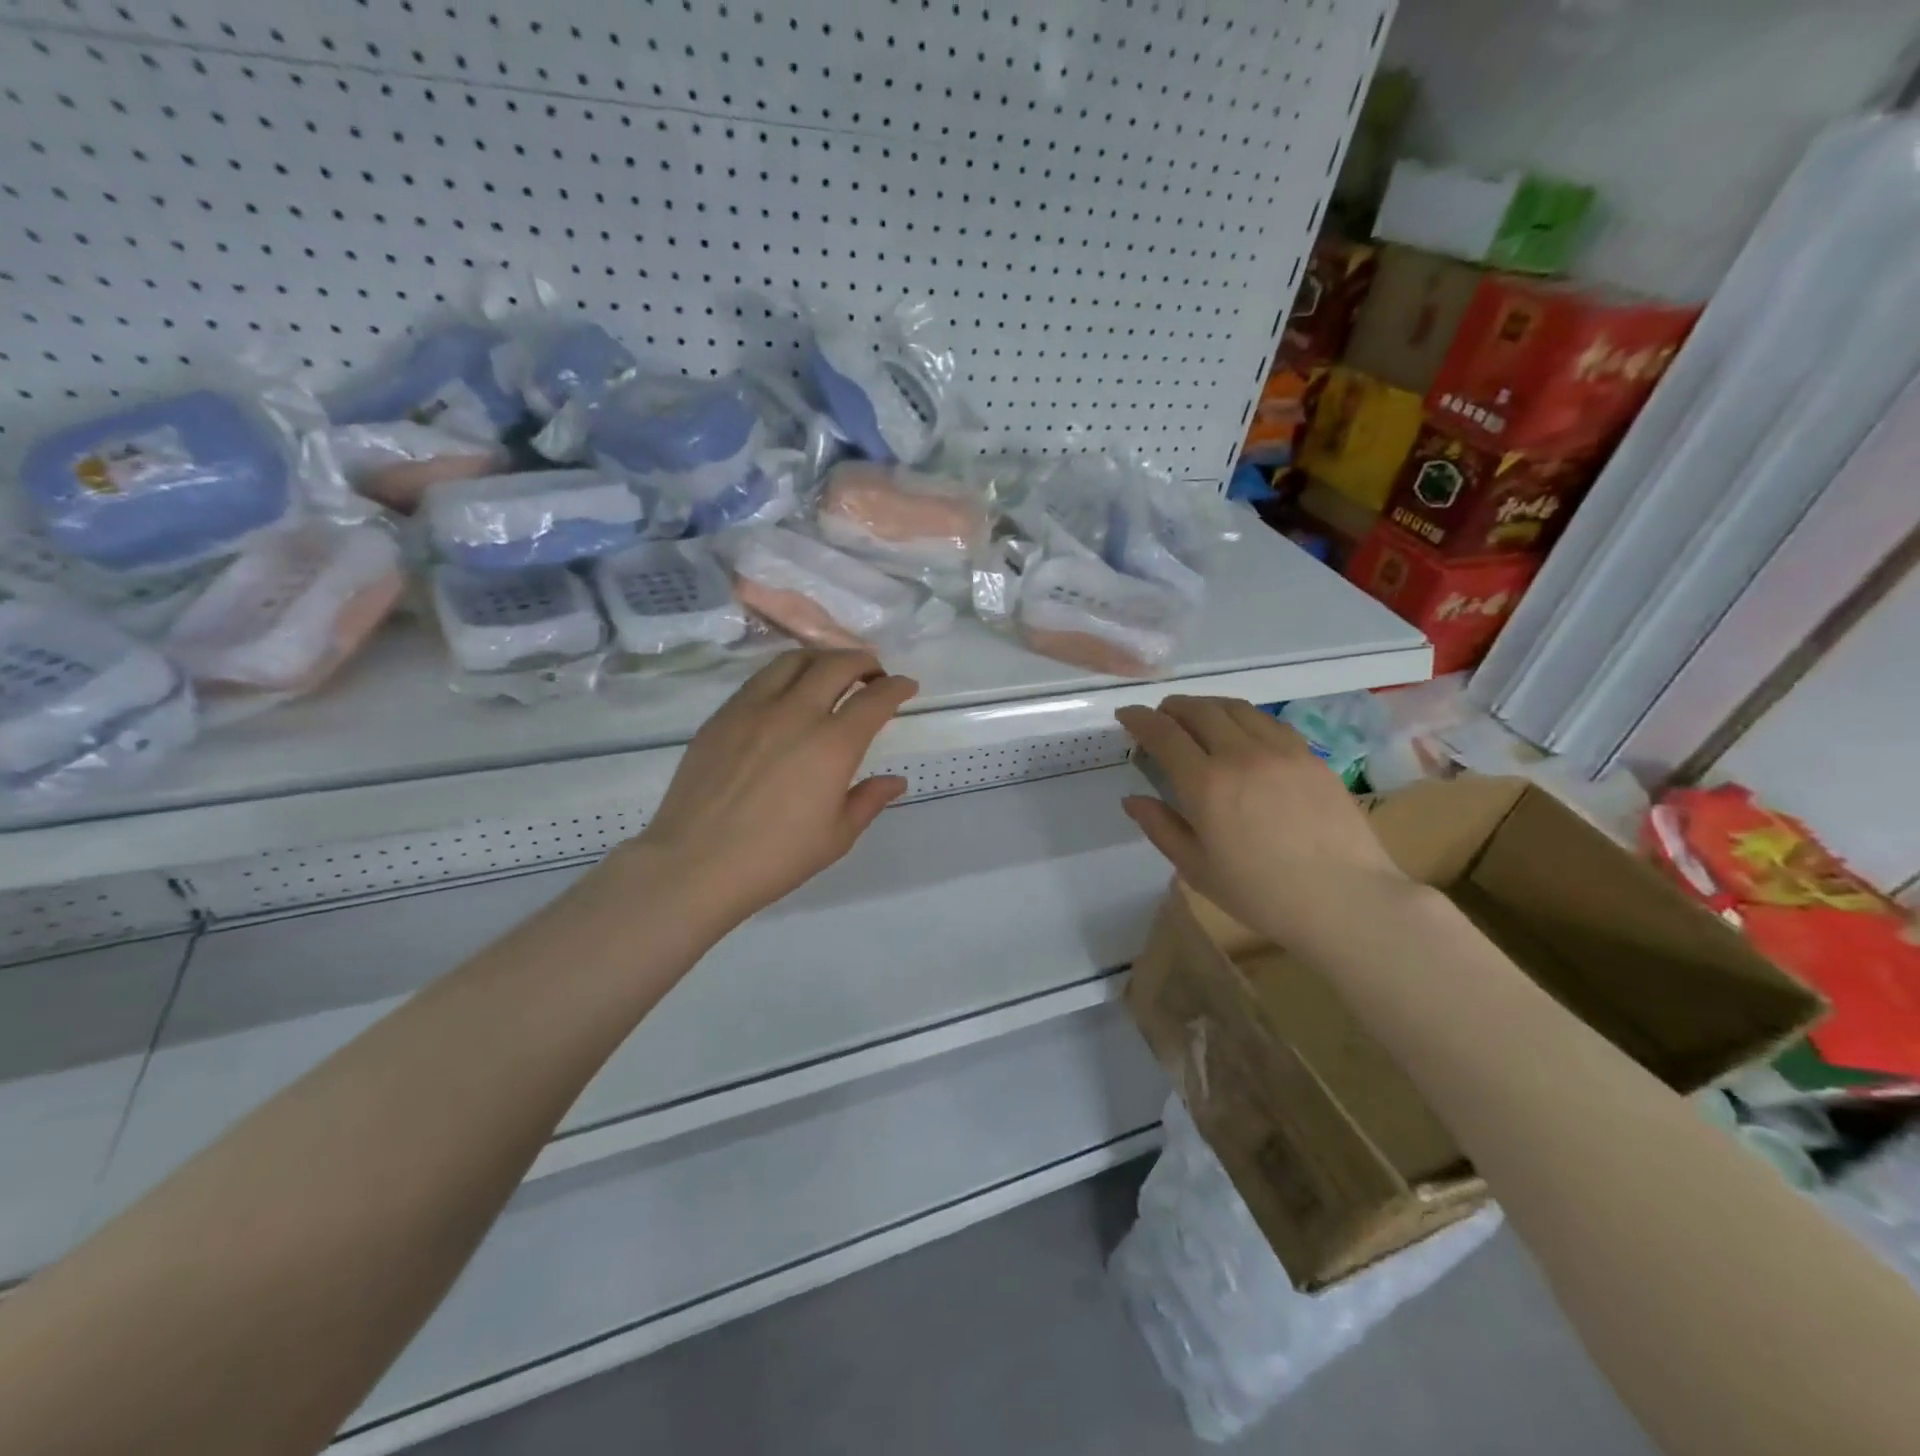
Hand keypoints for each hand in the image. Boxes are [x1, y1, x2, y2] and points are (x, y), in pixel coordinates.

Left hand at [624, 650, 917, 934]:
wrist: (696, 864)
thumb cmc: (776, 857)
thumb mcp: (836, 836)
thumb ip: (869, 800)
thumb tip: (895, 781)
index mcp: (833, 744)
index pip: (875, 698)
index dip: (897, 687)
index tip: (906, 686)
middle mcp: (796, 713)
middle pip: (837, 664)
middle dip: (864, 661)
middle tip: (872, 674)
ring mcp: (753, 708)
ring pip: (794, 660)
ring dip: (822, 659)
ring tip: (830, 675)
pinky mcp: (722, 715)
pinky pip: (760, 679)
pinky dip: (786, 675)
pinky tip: (787, 695)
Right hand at [1115, 696, 1413, 946]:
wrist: (1346, 900)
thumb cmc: (1262, 894)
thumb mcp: (1197, 869)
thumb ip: (1160, 827)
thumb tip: (1132, 799)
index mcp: (1206, 784)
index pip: (1163, 733)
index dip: (1139, 719)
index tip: (1127, 715)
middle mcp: (1240, 754)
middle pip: (1198, 710)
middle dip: (1171, 707)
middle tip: (1160, 717)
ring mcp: (1280, 750)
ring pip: (1235, 708)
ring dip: (1206, 706)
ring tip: (1196, 717)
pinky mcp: (1309, 755)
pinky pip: (1267, 721)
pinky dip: (1242, 717)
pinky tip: (1241, 732)